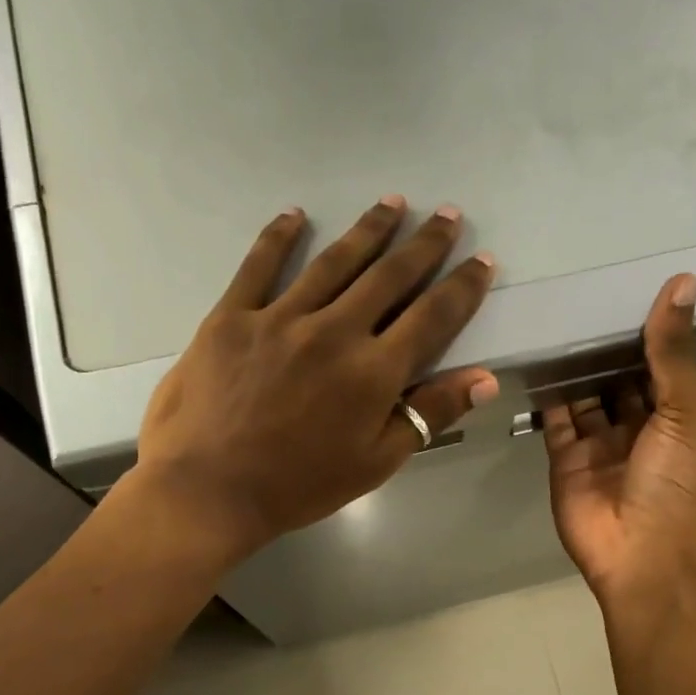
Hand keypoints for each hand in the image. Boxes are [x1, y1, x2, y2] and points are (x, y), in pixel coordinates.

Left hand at [135, 196, 497, 559]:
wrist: (209, 491)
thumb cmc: (299, 486)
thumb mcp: (376, 462)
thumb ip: (430, 414)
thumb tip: (485, 378)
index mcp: (373, 372)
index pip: (432, 316)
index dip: (462, 287)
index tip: (482, 260)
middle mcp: (334, 331)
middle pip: (388, 276)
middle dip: (423, 244)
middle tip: (446, 214)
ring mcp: (280, 318)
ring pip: (334, 262)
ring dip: (368, 230)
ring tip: (392, 203)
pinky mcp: (232, 317)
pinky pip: (259, 266)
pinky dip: (278, 237)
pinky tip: (295, 215)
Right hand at [545, 275, 695, 608]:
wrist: (643, 559)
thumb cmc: (678, 484)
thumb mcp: (688, 412)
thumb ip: (674, 352)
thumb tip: (683, 282)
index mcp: (680, 415)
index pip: (661, 362)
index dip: (647, 328)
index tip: (625, 281)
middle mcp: (641, 426)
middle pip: (620, 377)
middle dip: (605, 345)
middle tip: (578, 291)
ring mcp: (600, 445)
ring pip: (586, 396)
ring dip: (574, 366)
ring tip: (552, 316)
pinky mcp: (565, 460)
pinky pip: (555, 420)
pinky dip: (547, 394)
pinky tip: (535, 358)